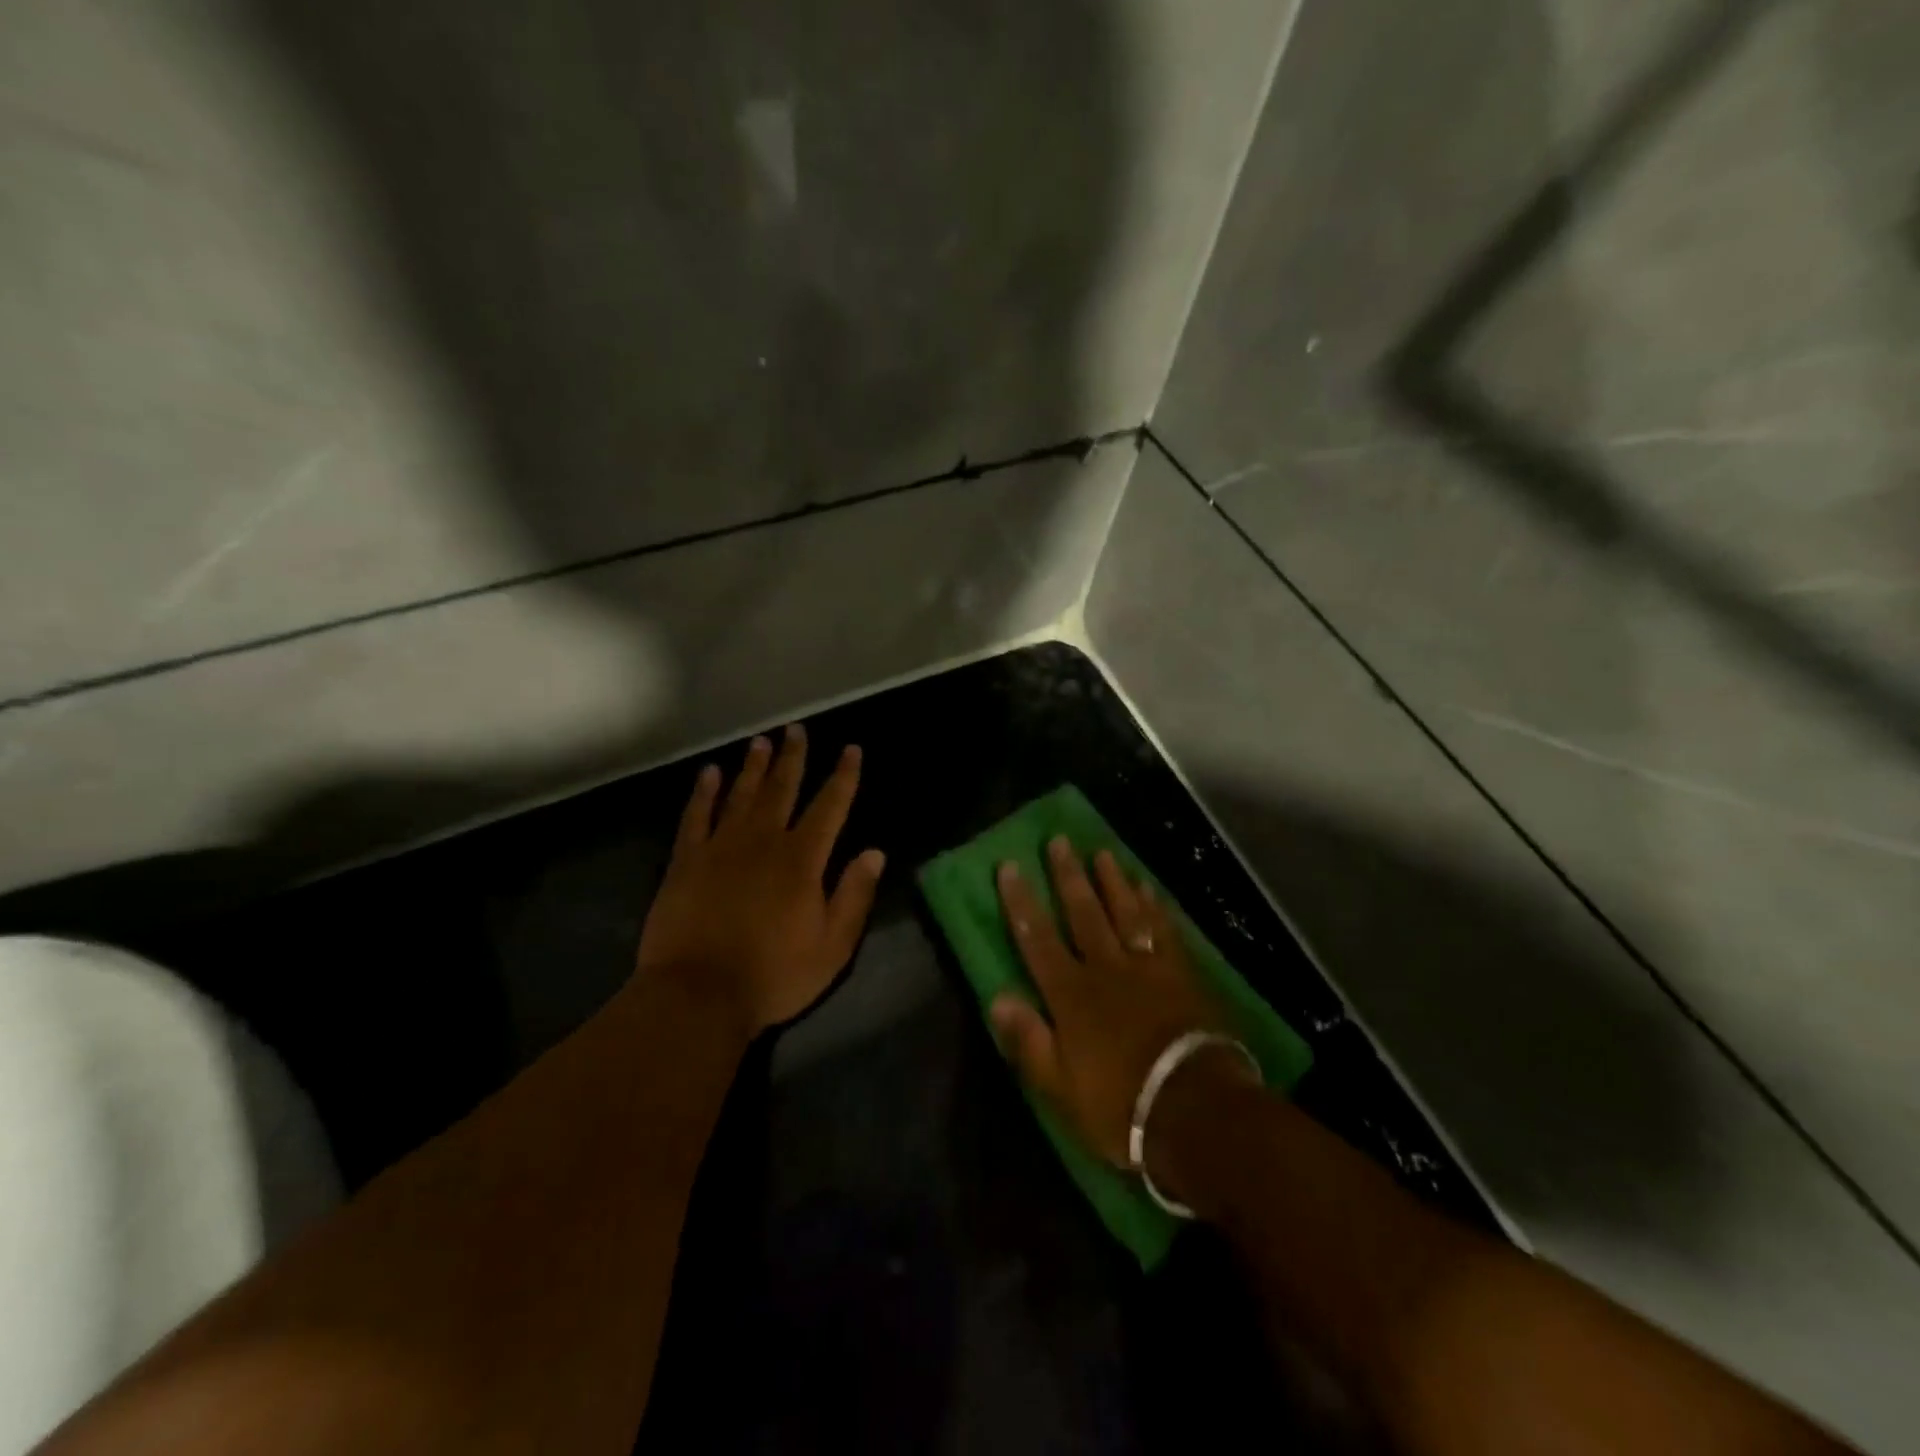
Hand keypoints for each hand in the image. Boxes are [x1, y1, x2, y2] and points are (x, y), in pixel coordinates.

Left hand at [635, 724, 885, 1041]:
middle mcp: (763, 841)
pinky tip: (710, 774)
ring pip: (741, 795)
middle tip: (797, 730)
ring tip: (761, 741)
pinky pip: (696, 817)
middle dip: (793, 758)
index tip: (851, 750)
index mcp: (802, 860)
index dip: (843, 777)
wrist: (697, 995)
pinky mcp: (686, 861)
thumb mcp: (832, 945)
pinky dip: (704, 793)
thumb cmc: (774, 975)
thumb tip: (874, 852)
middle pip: (782, 789)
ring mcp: (721, 847)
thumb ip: (854, 895)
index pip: (830, 807)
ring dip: (754, 766)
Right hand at [991, 838, 1252, 1168]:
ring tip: (1101, 852)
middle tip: (1059, 840)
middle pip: (1083, 913)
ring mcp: (1147, 968)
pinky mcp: (1181, 974)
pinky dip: (1154, 906)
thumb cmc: (1120, 1106)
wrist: (1196, 1111)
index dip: (1021, 902)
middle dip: (1068, 876)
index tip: (1010, 867)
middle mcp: (1105, 969)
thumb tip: (997, 996)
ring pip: (1125, 912)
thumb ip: (1028, 1039)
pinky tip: (1147, 888)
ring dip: (1111, 881)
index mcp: (1070, 995)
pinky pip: (1163, 929)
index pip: (1037, 939)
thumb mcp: (1060, 1087)